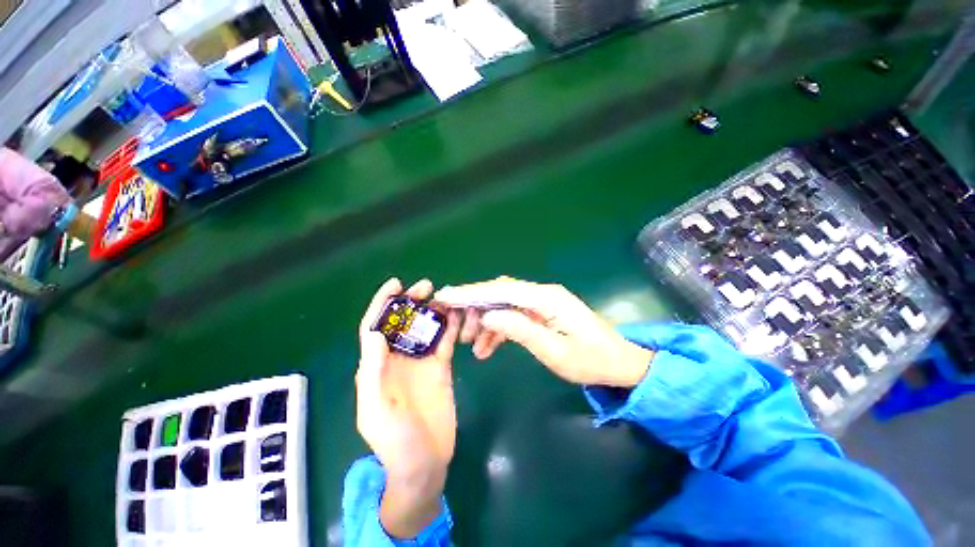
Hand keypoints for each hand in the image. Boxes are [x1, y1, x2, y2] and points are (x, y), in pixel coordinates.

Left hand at [356, 278, 460, 537]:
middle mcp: (398, 359)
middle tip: (427, 287)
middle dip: (412, 301)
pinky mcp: (440, 368)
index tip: (396, 284)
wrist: (424, 464)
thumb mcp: (375, 408)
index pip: (375, 327)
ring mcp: (421, 362)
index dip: (383, 304)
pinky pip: (444, 341)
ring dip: (433, 310)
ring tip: (446, 297)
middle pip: (403, 322)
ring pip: (425, 328)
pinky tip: (458, 316)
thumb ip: (372, 370)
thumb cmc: (394, 441)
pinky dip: (450, 327)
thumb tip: (375, 332)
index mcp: (376, 366)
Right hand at [435, 277, 653, 387]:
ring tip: (473, 346)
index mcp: (546, 298)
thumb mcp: (554, 351)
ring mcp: (542, 302)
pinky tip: (487, 348)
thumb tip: (489, 315)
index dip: (471, 292)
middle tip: (457, 330)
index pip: (501, 289)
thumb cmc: (591, 361)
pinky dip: (499, 329)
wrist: (619, 364)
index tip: (446, 295)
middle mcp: (542, 293)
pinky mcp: (542, 312)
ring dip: (487, 322)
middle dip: (475, 309)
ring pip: (504, 305)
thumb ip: (521, 330)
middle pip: (500, 293)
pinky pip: (514, 316)